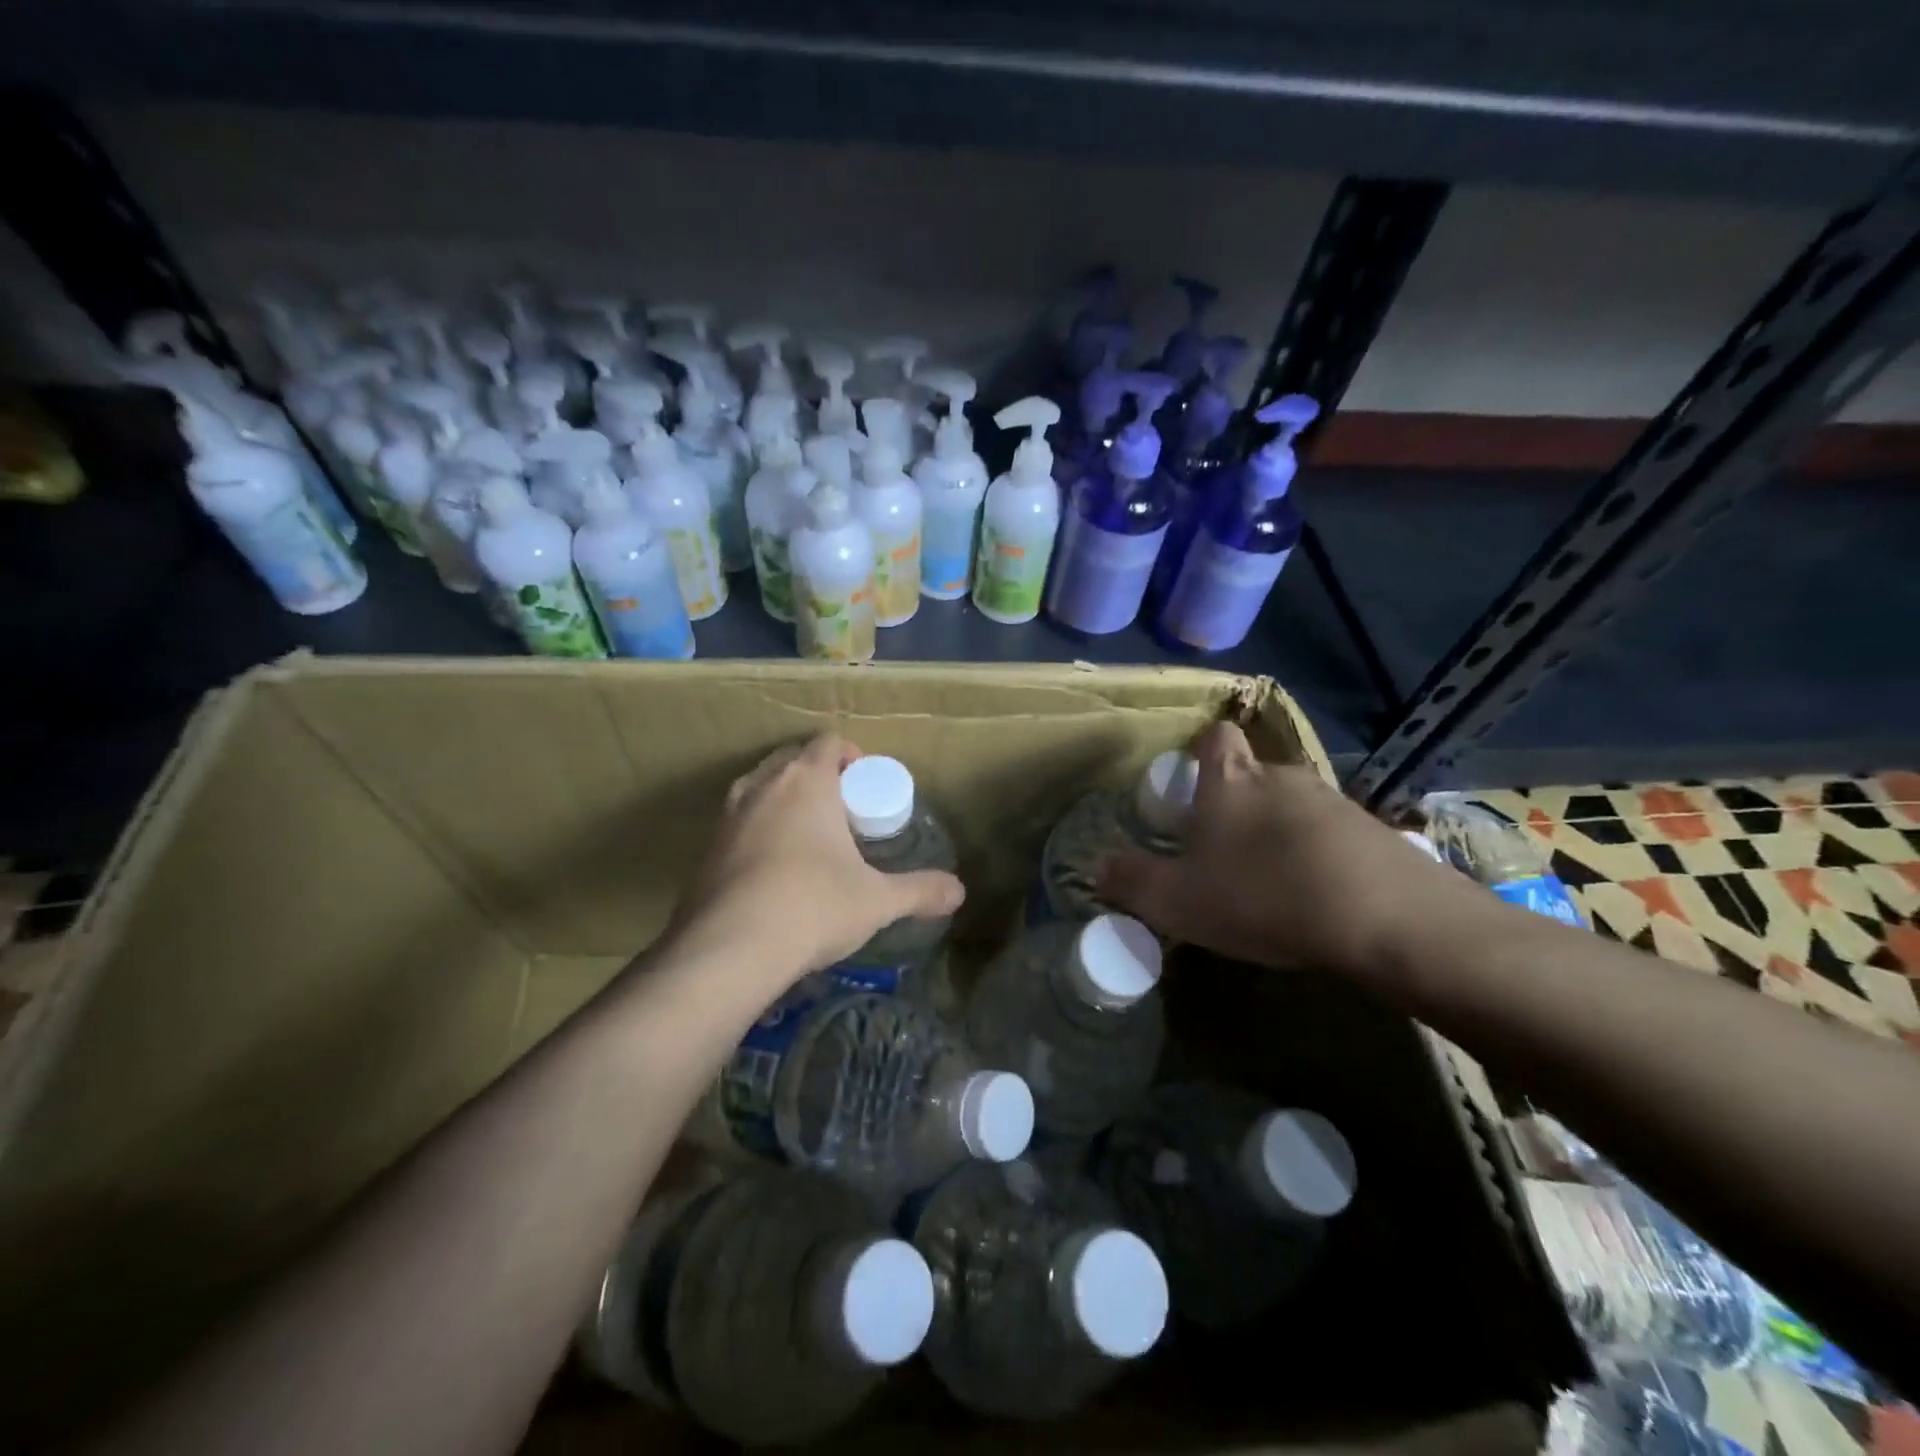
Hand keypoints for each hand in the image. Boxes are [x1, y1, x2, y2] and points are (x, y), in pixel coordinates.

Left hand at [667, 734, 965, 991]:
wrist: (730, 949)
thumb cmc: (813, 906)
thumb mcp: (877, 900)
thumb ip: (920, 891)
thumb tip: (959, 891)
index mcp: (807, 781)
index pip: (829, 742)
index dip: (851, 755)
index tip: (864, 784)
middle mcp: (764, 785)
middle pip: (792, 757)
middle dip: (817, 773)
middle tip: (841, 808)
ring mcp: (728, 814)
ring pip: (760, 785)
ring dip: (783, 797)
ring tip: (807, 834)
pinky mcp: (706, 847)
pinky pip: (738, 819)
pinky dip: (758, 827)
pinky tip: (773, 867)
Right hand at [1098, 722, 1479, 981]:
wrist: (1386, 918)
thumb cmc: (1262, 895)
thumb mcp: (1178, 900)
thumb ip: (1132, 882)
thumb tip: (1097, 868)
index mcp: (1230, 781)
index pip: (1215, 737)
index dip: (1201, 753)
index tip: (1192, 788)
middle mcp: (1281, 776)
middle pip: (1252, 774)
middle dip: (1237, 805)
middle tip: (1223, 854)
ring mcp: (1333, 800)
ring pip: (1292, 806)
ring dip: (1278, 833)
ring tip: (1271, 884)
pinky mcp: (1374, 831)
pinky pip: (1332, 834)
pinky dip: (1319, 856)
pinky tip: (1317, 898)